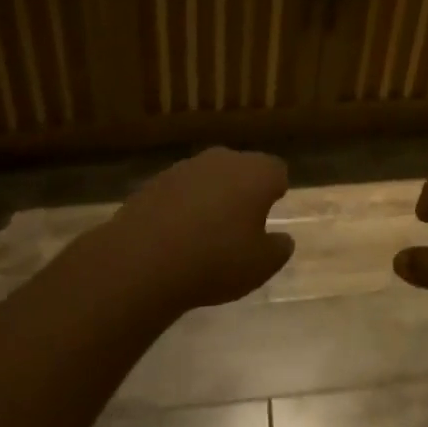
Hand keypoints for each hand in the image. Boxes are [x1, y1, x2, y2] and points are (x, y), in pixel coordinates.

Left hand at [109, 148, 293, 312]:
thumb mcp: (260, 266)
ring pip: (210, 176)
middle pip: (242, 168)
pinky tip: (176, 235)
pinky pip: (181, 189)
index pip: (277, 170)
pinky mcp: (156, 181)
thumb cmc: (215, 260)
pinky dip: (184, 205)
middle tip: (242, 222)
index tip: (273, 207)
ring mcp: (187, 167)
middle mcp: (224, 159)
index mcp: (256, 173)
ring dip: (212, 195)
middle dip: (244, 189)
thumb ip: (278, 249)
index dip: (276, 188)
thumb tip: (284, 239)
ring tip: (207, 231)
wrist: (143, 260)